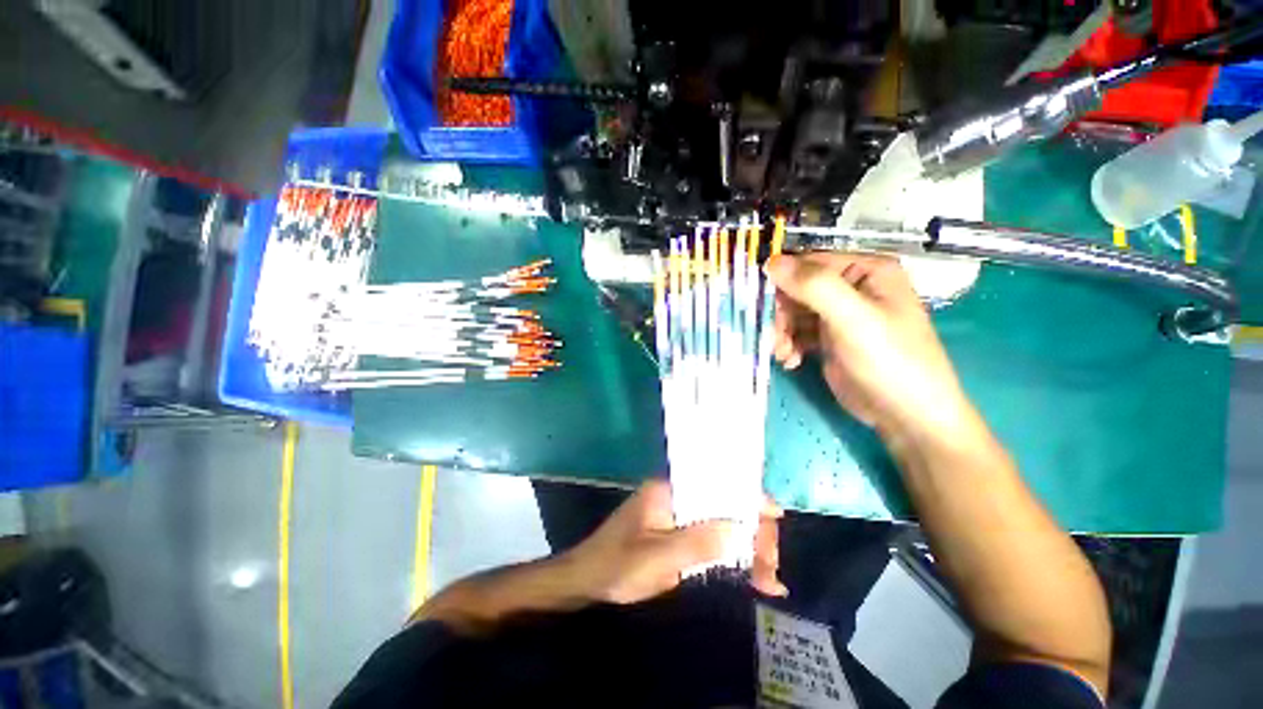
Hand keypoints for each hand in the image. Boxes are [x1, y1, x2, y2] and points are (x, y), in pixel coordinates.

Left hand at [565, 480, 786, 604]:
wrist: (587, 582)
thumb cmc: (617, 564)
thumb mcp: (656, 557)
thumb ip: (697, 542)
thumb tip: (740, 530)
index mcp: (670, 491)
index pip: (715, 484)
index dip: (746, 496)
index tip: (774, 515)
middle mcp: (678, 499)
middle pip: (723, 506)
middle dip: (752, 532)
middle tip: (772, 566)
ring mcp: (679, 519)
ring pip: (722, 526)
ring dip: (747, 549)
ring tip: (770, 579)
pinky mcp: (679, 538)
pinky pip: (712, 543)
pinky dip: (733, 559)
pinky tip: (753, 578)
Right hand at [765, 253, 973, 440]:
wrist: (906, 416)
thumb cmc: (888, 360)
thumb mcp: (852, 319)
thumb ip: (814, 287)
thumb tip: (771, 262)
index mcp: (865, 271)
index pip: (809, 263)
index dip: (781, 280)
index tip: (760, 303)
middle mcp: (851, 288)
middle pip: (798, 290)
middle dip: (781, 314)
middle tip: (774, 336)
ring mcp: (839, 315)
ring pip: (793, 313)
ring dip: (782, 332)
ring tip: (782, 353)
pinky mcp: (829, 339)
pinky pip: (798, 333)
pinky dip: (789, 345)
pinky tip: (790, 361)